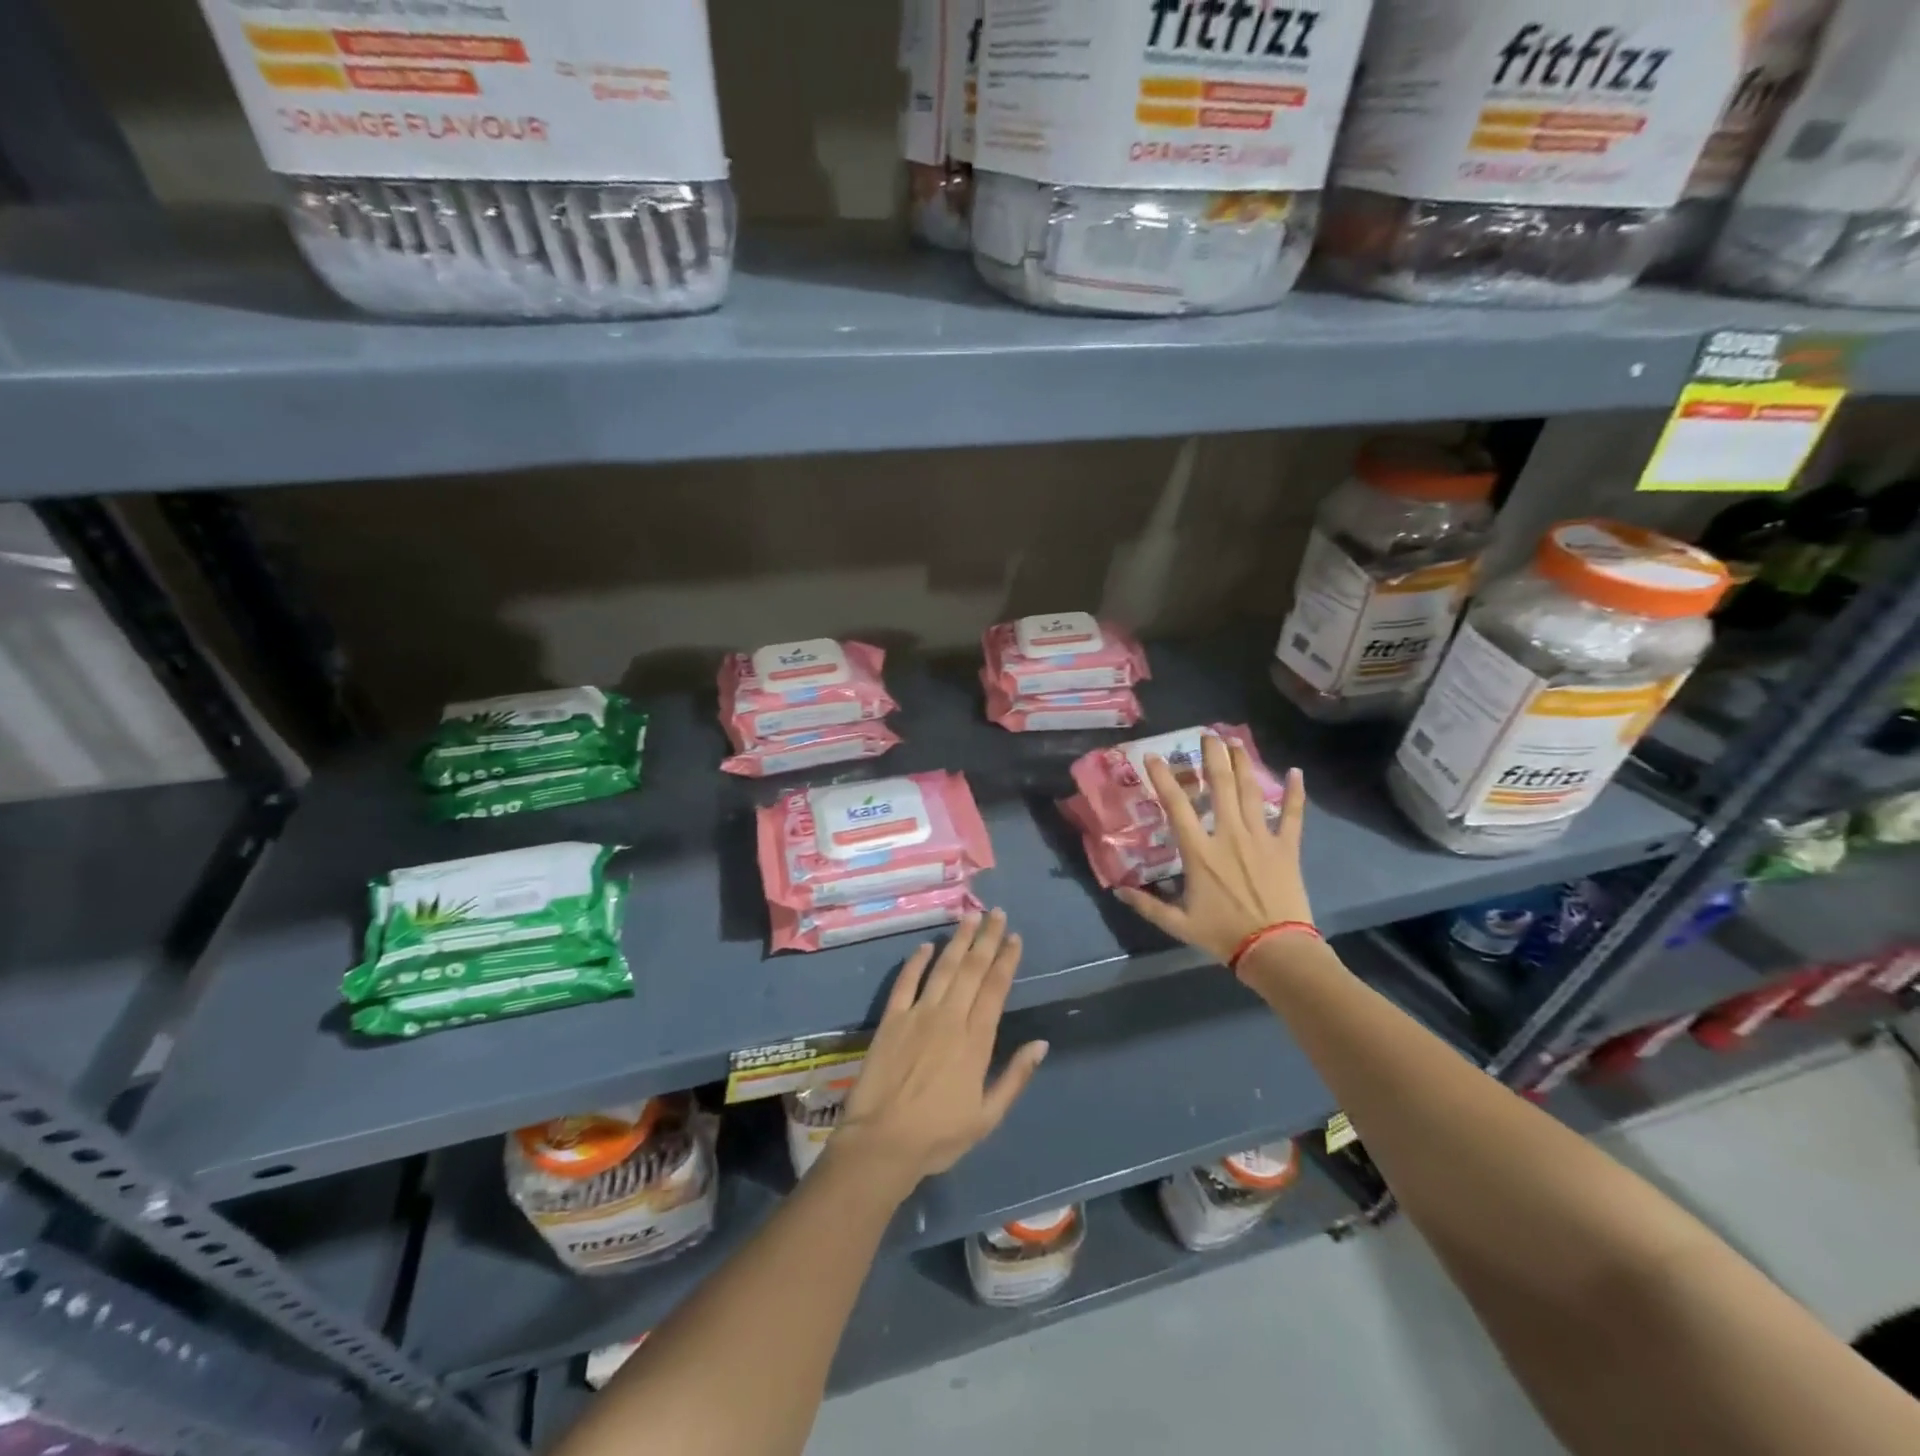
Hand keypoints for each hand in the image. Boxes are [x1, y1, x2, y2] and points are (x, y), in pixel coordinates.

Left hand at [833, 910, 1048, 1188]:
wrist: (882, 1143)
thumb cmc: (939, 1136)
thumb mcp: (987, 1117)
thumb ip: (1015, 1077)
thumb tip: (1041, 1044)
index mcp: (975, 1041)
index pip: (995, 989)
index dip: (1006, 960)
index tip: (1015, 937)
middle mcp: (949, 1018)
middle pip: (972, 969)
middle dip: (986, 939)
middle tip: (997, 913)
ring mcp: (918, 1015)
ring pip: (943, 968)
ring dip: (958, 941)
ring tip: (970, 917)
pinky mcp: (891, 1020)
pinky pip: (905, 982)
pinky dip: (916, 961)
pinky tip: (926, 945)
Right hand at [1115, 734, 1312, 970]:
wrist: (1276, 949)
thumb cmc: (1223, 935)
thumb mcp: (1178, 924)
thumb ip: (1147, 905)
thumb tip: (1117, 891)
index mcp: (1200, 852)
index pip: (1177, 806)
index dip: (1163, 778)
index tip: (1154, 756)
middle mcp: (1229, 835)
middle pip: (1221, 786)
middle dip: (1212, 757)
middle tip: (1207, 734)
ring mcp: (1261, 838)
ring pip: (1252, 792)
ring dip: (1243, 764)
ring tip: (1236, 742)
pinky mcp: (1287, 848)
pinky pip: (1293, 815)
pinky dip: (1296, 793)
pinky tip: (1297, 771)